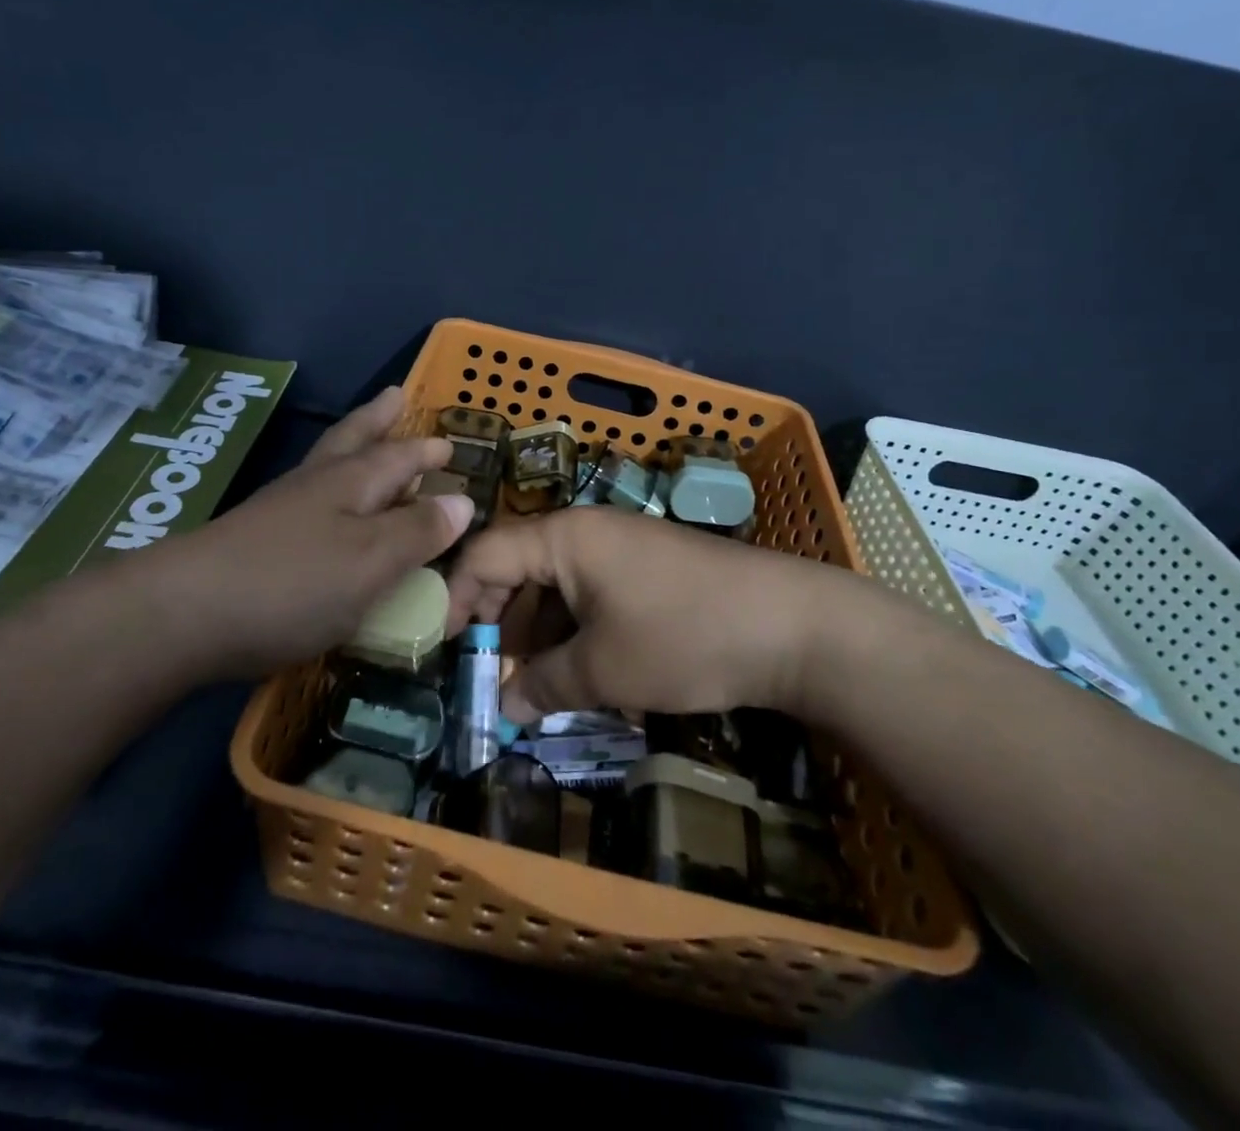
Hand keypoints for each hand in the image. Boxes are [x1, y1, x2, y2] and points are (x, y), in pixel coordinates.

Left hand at [124, 388, 473, 679]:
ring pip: (324, 466)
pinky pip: (306, 501)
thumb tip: (463, 501)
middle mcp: (314, 486)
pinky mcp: (254, 541)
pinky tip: (323, 511)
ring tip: (363, 441)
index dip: (425, 451)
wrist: (185, 614)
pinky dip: (326, 491)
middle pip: (352, 441)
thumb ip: (418, 532)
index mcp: (350, 484)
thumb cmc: (293, 583)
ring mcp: (278, 511)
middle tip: (395, 397)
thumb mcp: (371, 560)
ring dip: (350, 447)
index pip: (398, 456)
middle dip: (378, 421)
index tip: (449, 443)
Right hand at [446, 507, 871, 722]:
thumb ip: (544, 685)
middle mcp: (587, 532)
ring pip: (556, 587)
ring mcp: (621, 550)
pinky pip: (592, 595)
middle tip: (493, 678)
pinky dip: (576, 631)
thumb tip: (506, 706)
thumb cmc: (684, 637)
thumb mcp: (605, 670)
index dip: (456, 599)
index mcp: (564, 537)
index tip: (445, 651)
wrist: (794, 626)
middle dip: (499, 624)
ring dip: (539, 635)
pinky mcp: (648, 571)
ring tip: (538, 688)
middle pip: (518, 568)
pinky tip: (583, 674)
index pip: (484, 553)